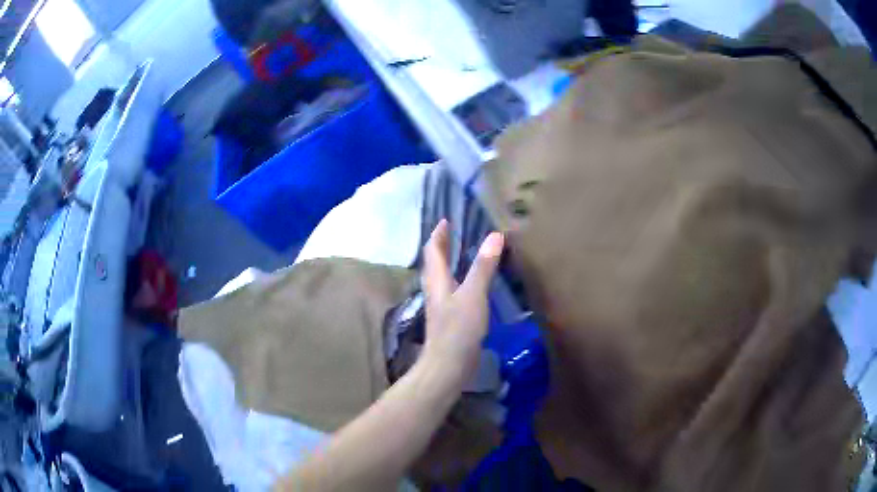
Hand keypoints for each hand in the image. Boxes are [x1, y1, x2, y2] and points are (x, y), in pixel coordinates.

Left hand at [420, 220, 504, 389]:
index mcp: (437, 280)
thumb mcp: (473, 295)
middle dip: (444, 246)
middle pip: (436, 262)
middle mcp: (436, 289)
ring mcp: (442, 305)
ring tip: (467, 252)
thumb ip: (483, 267)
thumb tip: (495, 235)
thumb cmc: (458, 329)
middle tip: (458, 232)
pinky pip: (454, 291)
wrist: (448, 366)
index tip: (447, 219)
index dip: (439, 234)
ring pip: (444, 277)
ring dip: (452, 262)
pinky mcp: (450, 319)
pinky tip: (474, 284)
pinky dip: (461, 279)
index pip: (433, 250)